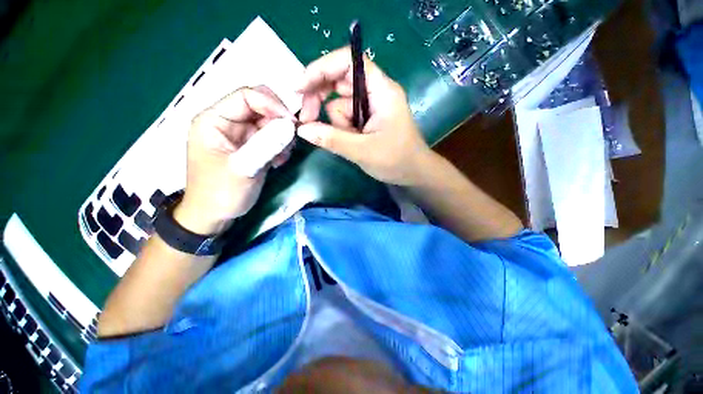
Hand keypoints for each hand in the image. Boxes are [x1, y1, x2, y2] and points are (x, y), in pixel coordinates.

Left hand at [174, 86, 294, 234]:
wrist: (214, 215)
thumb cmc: (221, 192)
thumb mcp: (244, 168)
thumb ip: (266, 145)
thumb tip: (291, 126)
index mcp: (214, 119)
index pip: (247, 96)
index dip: (272, 105)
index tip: (292, 125)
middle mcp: (227, 122)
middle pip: (260, 107)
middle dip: (279, 123)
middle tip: (289, 143)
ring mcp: (240, 135)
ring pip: (269, 123)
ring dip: (281, 137)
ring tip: (281, 157)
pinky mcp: (250, 147)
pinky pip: (270, 138)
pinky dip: (279, 147)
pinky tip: (278, 162)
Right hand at [297, 47, 434, 185]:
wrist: (413, 173)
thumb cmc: (396, 160)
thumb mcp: (362, 151)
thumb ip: (332, 139)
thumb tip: (302, 129)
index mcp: (380, 90)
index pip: (347, 62)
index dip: (321, 69)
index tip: (300, 87)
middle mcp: (374, 92)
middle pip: (338, 82)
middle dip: (320, 99)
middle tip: (307, 120)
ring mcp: (369, 107)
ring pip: (339, 105)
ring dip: (336, 124)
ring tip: (350, 143)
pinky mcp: (366, 119)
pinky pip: (345, 118)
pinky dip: (341, 130)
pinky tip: (351, 143)